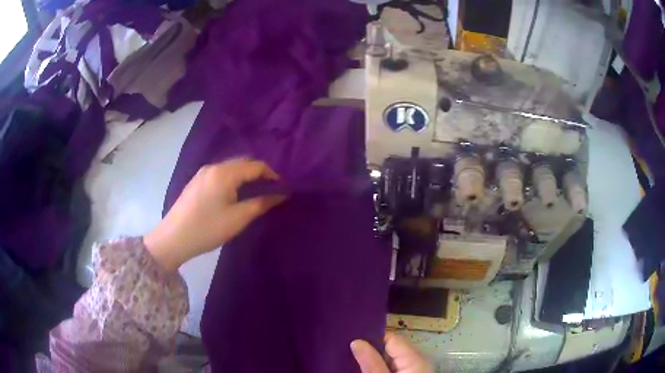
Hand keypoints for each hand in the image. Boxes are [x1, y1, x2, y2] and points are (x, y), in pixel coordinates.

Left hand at [144, 158, 286, 271]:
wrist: (173, 238)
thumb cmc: (208, 228)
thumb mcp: (238, 218)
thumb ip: (261, 203)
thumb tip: (281, 194)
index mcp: (225, 173)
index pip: (255, 165)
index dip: (272, 174)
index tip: (283, 188)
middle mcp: (213, 167)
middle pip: (242, 163)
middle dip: (259, 173)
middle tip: (271, 190)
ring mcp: (202, 173)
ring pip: (231, 168)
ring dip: (246, 176)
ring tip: (255, 193)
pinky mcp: (196, 182)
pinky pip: (220, 174)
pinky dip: (233, 180)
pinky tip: (234, 194)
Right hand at [351, 332, 433, 372]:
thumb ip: (372, 363)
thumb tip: (356, 341)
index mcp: (415, 356)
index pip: (390, 337)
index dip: (371, 336)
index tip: (350, 336)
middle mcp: (418, 359)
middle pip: (391, 347)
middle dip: (371, 349)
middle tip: (347, 348)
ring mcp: (417, 368)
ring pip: (392, 358)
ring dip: (375, 359)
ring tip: (352, 356)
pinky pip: (395, 366)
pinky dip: (383, 367)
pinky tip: (368, 368)